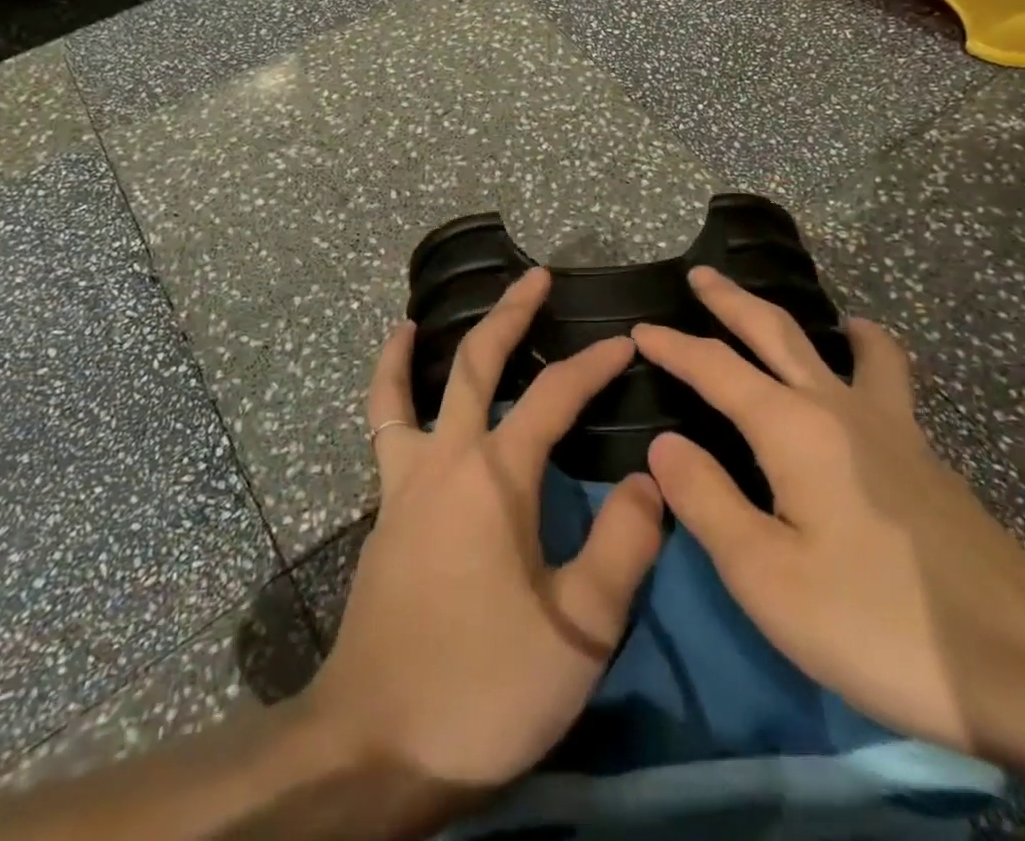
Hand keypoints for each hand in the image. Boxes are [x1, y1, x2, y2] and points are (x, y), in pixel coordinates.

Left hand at [303, 268, 664, 797]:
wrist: (375, 746)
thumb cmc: (483, 686)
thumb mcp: (578, 631)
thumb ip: (622, 548)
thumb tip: (650, 480)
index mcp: (497, 475)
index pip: (555, 396)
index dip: (594, 364)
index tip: (626, 343)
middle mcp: (447, 458)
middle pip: (477, 364)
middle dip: (511, 315)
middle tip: (536, 278)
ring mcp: (405, 481)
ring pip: (408, 391)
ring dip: (419, 349)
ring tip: (419, 317)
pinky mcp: (385, 511)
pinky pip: (384, 432)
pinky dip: (387, 396)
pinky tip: (395, 393)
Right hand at [635, 268, 1024, 758]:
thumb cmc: (877, 621)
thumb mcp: (766, 575)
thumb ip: (706, 500)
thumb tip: (664, 443)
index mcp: (791, 427)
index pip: (715, 367)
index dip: (673, 346)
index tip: (637, 331)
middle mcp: (838, 406)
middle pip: (777, 330)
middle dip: (732, 300)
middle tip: (702, 275)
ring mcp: (891, 426)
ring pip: (849, 346)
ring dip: (815, 319)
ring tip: (811, 312)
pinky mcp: (924, 456)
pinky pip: (885, 380)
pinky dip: (865, 356)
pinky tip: (862, 384)